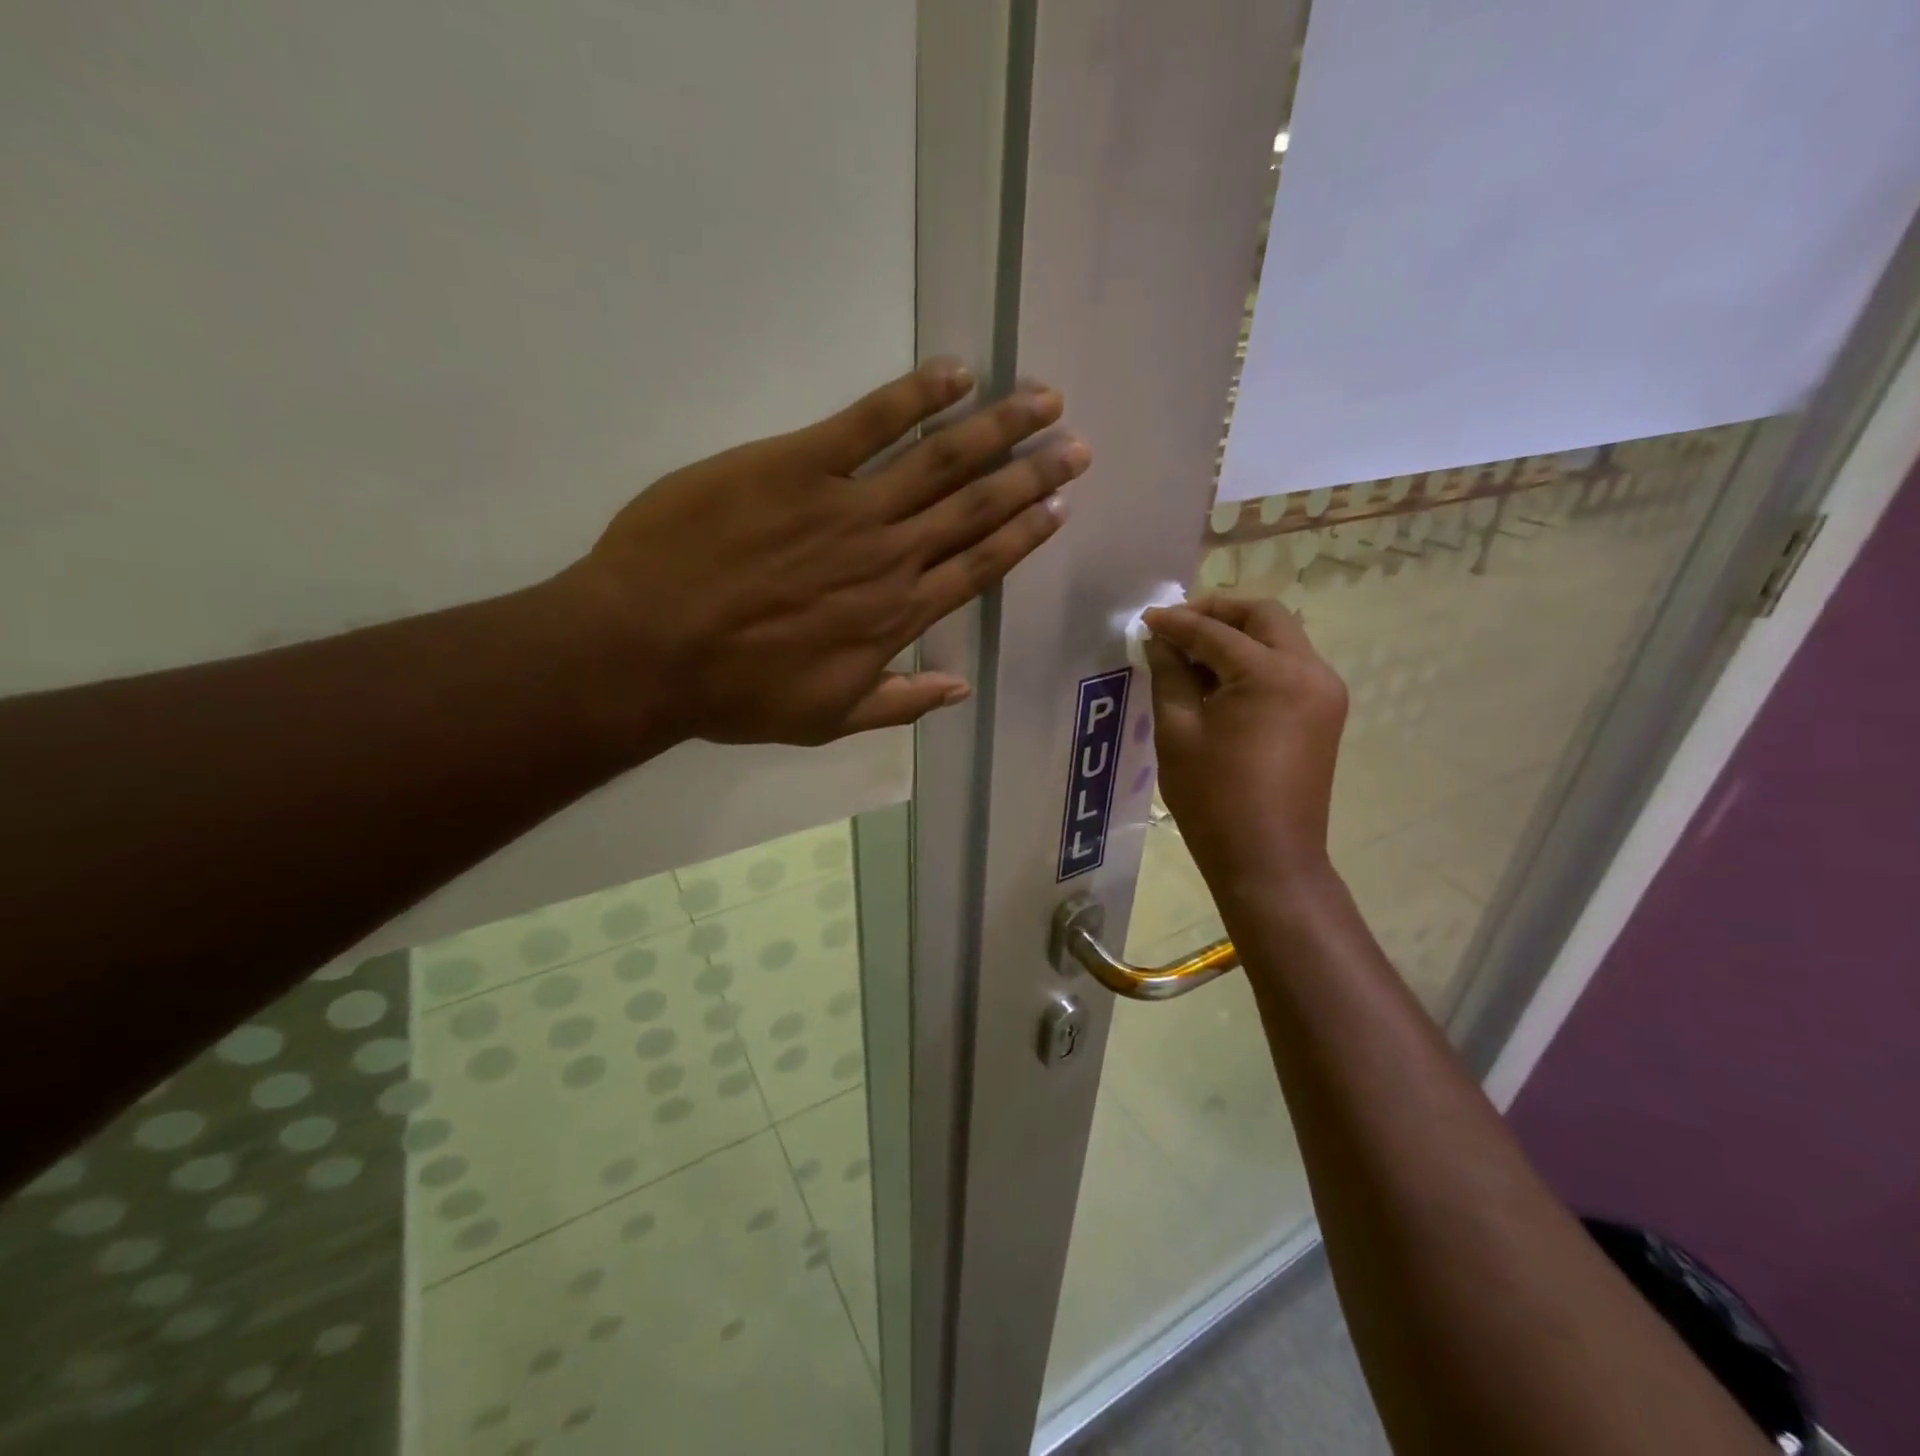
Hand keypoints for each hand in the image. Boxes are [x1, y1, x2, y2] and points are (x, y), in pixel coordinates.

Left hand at [561, 360, 1088, 746]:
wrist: (648, 649)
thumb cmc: (735, 692)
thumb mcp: (826, 720)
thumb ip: (899, 702)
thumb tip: (960, 689)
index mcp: (896, 616)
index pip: (979, 567)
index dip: (1024, 534)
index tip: (1060, 506)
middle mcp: (890, 557)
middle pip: (975, 507)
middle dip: (1032, 474)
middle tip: (1076, 445)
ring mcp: (849, 506)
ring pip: (942, 460)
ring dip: (998, 428)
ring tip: (1043, 400)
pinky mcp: (798, 464)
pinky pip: (869, 421)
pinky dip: (917, 395)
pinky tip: (956, 374)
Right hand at [1142, 596, 1348, 894]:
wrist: (1268, 860)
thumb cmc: (1214, 799)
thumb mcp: (1178, 732)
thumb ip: (1169, 674)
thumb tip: (1159, 640)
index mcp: (1272, 674)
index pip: (1216, 631)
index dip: (1177, 622)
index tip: (1145, 620)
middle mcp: (1310, 671)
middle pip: (1263, 617)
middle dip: (1218, 613)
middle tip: (1176, 626)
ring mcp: (1324, 692)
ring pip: (1280, 638)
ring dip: (1237, 635)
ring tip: (1192, 653)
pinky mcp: (1324, 712)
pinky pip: (1288, 666)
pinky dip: (1254, 660)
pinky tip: (1219, 679)